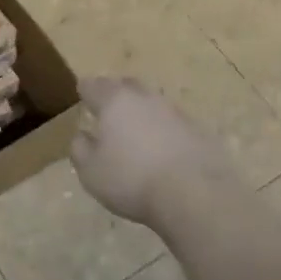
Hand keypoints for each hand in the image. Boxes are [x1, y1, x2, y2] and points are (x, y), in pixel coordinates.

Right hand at [70, 77, 226, 228]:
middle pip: (127, 86)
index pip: (93, 85)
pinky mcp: (200, 132)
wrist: (196, 194)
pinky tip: (163, 152)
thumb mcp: (91, 171)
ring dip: (143, 114)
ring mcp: (176, 113)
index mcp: (114, 101)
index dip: (85, 90)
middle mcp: (145, 98)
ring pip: (153, 104)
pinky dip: (165, 132)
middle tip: (109, 111)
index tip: (82, 97)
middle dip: (116, 94)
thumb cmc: (132, 179)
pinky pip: (175, 125)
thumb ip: (80, 149)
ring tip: (137, 134)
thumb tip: (82, 136)